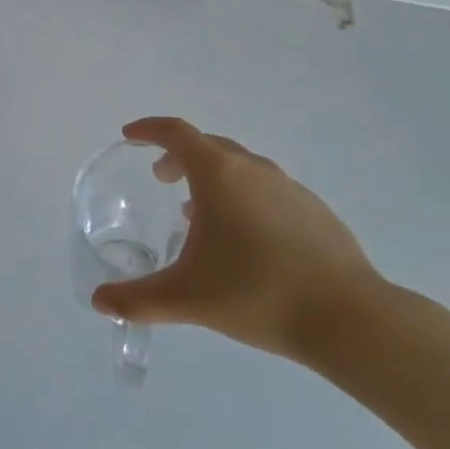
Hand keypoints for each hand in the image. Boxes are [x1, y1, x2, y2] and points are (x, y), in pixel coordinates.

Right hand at [90, 117, 381, 363]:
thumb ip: (137, 299)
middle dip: (179, 156)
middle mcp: (252, 169)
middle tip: (161, 179)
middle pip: (207, 146)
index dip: (149, 129)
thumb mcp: (186, 298)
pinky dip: (245, 198)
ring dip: (213, 178)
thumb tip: (100, 301)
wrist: (349, 318)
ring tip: (200, 214)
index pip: (175, 132)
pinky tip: (248, 239)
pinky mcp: (315, 211)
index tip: (131, 136)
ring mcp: (289, 187)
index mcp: (217, 174)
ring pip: (241, 167)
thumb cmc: (256, 293)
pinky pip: (268, 190)